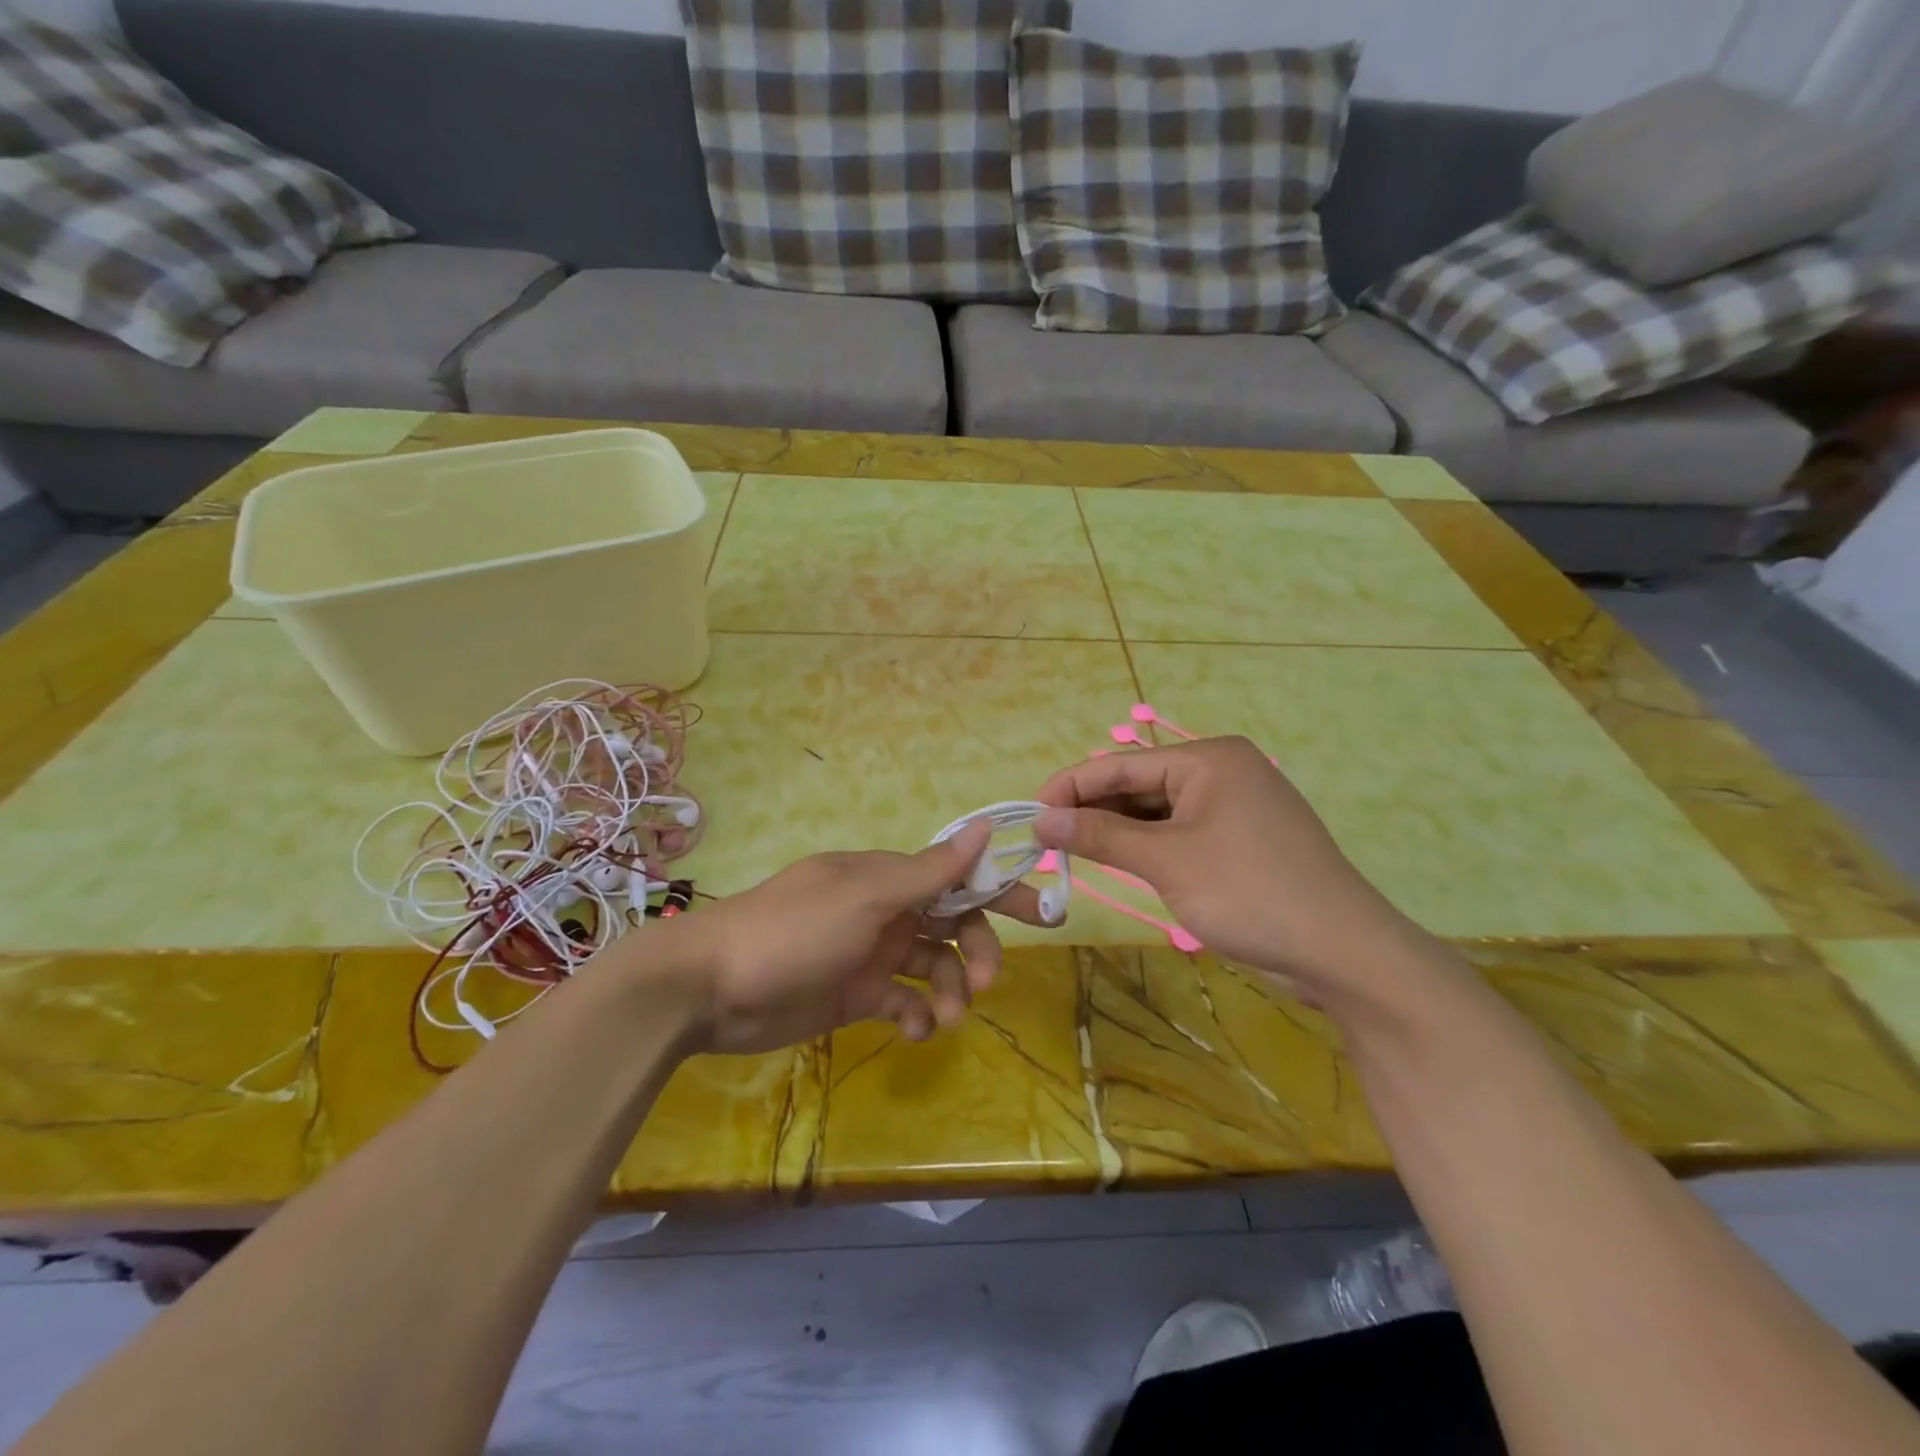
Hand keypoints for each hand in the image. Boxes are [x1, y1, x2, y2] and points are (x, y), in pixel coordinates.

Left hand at [667, 820, 1049, 1055]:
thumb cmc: (793, 932)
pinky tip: (918, 1030)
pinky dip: (917, 1014)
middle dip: (976, 949)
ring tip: (948, 1018)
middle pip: (951, 923)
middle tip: (985, 982)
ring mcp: (869, 953)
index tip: (1041, 914)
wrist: (709, 988)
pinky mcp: (854, 994)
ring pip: (931, 965)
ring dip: (949, 989)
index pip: (956, 877)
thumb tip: (983, 828)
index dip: (998, 891)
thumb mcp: (865, 898)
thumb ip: (928, 871)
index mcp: (887, 877)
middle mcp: (883, 909)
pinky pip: (902, 1000)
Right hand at [1033, 738, 1426, 1003]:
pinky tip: (1117, 860)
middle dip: (1092, 809)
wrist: (1343, 952)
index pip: (1121, 764)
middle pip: (1139, 784)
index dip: (1070, 786)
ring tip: (1070, 851)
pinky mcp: (1239, 839)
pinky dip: (1146, 845)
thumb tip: (1040, 818)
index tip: (1029, 814)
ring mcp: (1233, 806)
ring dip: (1117, 829)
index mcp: (1208, 759)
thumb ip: (1100, 834)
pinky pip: (1179, 831)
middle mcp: (1221, 771)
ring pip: (1157, 810)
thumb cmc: (1250, 892)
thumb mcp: (1166, 861)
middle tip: (1046, 839)